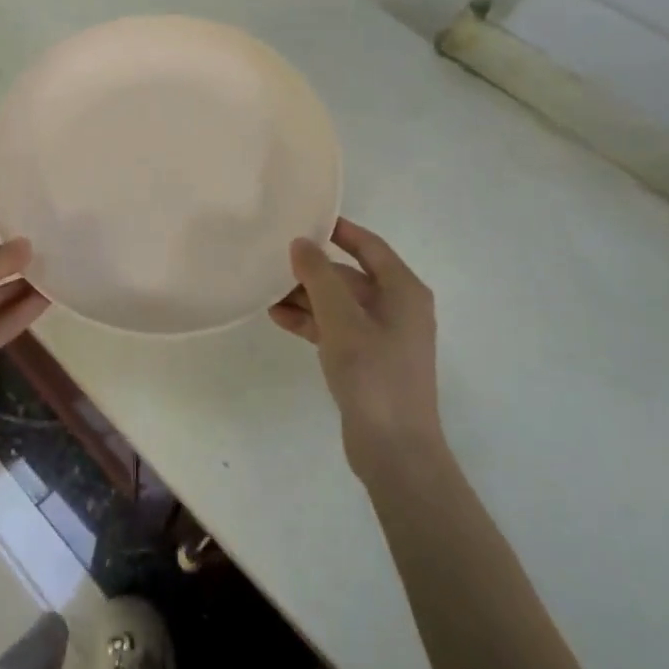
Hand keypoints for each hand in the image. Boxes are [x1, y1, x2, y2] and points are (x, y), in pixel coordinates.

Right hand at [269, 218, 443, 475]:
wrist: (395, 451)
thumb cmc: (374, 375)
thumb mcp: (342, 319)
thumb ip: (320, 276)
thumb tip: (301, 243)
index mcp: (403, 291)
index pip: (370, 246)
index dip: (339, 230)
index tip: (305, 218)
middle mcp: (397, 308)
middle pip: (349, 276)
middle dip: (312, 270)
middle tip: (272, 260)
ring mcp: (382, 336)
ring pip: (338, 303)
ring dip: (305, 297)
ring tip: (265, 291)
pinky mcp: (367, 361)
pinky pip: (335, 328)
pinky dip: (310, 322)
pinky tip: (278, 318)